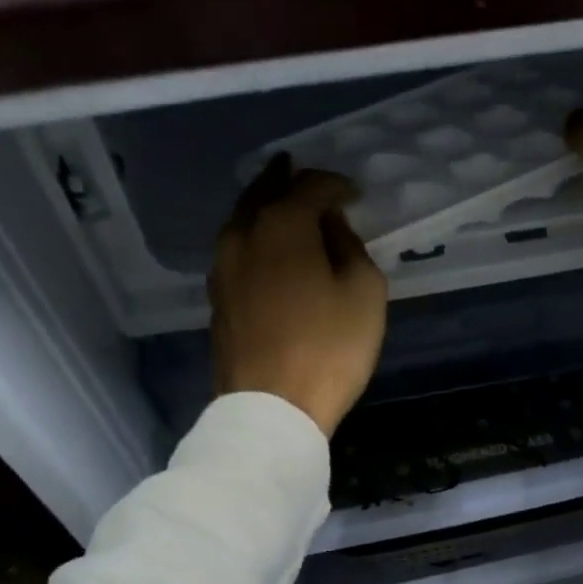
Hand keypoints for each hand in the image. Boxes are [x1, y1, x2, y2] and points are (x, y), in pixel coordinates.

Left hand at [211, 155, 388, 437]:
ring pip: (243, 221)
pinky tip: (268, 251)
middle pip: (264, 192)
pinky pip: (237, 252)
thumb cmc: (328, 349)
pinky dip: (255, 240)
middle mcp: (244, 234)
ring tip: (283, 206)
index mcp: (283, 224)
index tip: (354, 195)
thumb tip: (332, 227)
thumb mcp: (364, 294)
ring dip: (265, 208)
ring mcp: (223, 268)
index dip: (336, 185)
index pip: (311, 186)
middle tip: (304, 176)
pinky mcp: (217, 299)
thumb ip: (352, 249)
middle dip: (287, 181)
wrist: (271, 407)